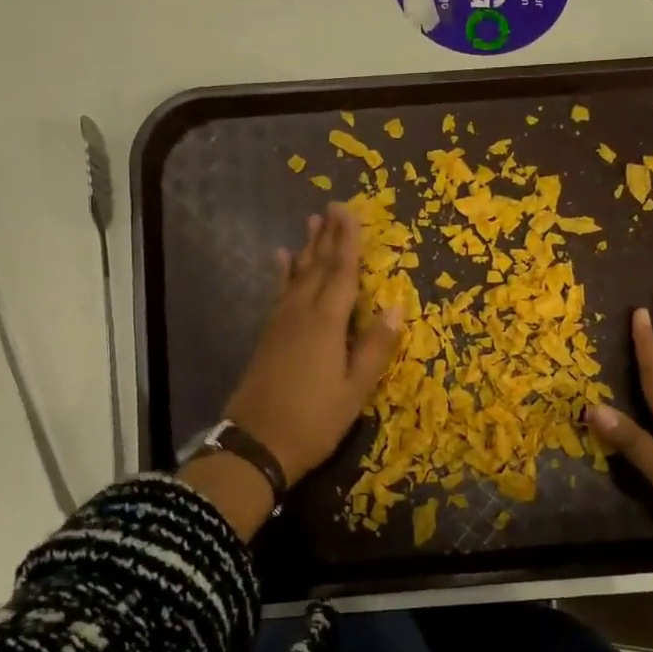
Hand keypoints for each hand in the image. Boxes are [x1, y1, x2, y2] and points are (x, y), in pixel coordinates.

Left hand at [222, 204, 402, 486]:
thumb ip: (375, 347)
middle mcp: (301, 314)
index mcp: (326, 324)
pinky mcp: (268, 336)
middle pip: (317, 267)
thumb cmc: (313, 421)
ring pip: (296, 276)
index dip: (348, 241)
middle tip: (332, 206)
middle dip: (327, 236)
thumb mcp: (354, 390)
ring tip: (310, 223)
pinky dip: (283, 273)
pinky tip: (281, 262)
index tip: (349, 211)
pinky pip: (280, 293)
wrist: (256, 445)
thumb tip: (396, 306)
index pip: (342, 272)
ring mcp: (280, 324)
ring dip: (306, 248)